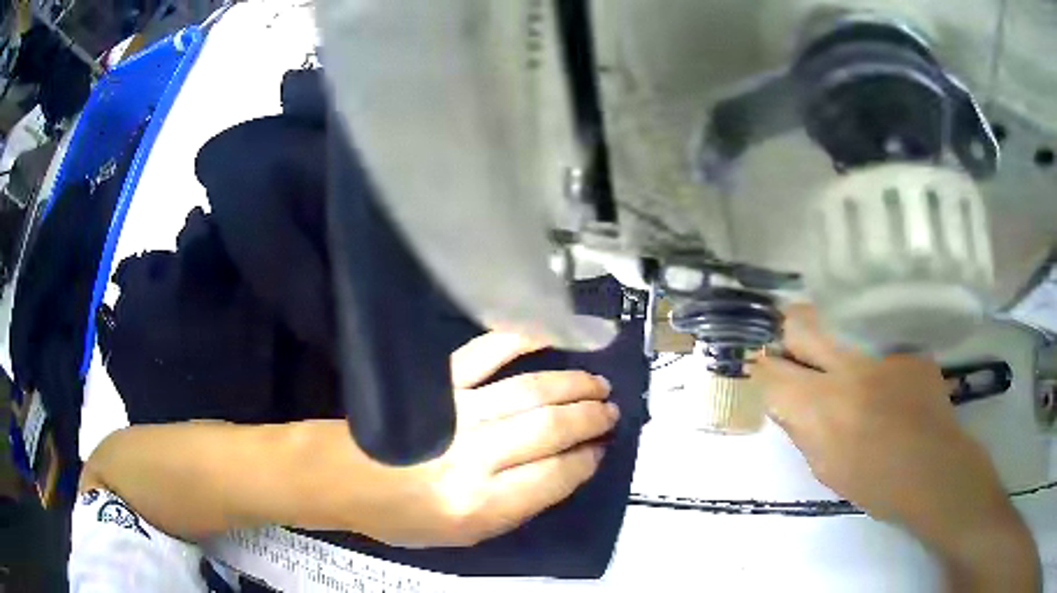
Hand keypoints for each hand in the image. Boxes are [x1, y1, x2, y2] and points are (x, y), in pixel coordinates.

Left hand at [294, 332, 616, 547]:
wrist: (339, 479)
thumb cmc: (399, 516)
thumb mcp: (462, 537)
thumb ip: (516, 509)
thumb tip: (564, 471)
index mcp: (478, 505)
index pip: (554, 477)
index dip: (586, 460)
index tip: (601, 449)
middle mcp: (472, 457)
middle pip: (549, 429)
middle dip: (590, 418)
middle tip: (611, 411)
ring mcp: (455, 412)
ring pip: (531, 390)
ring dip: (573, 385)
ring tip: (597, 384)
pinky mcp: (437, 385)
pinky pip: (486, 353)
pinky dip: (520, 340)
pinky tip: (548, 339)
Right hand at [753, 305, 1038, 591]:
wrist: (935, 469)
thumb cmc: (876, 482)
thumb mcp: (825, 468)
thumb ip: (801, 429)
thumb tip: (783, 399)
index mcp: (823, 408)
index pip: (770, 371)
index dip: (755, 364)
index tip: (751, 362)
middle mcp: (849, 367)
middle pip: (799, 322)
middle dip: (782, 328)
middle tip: (784, 341)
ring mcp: (881, 349)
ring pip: (836, 318)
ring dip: (822, 332)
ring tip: (827, 351)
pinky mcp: (905, 344)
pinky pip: (873, 333)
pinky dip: (864, 346)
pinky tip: (877, 370)